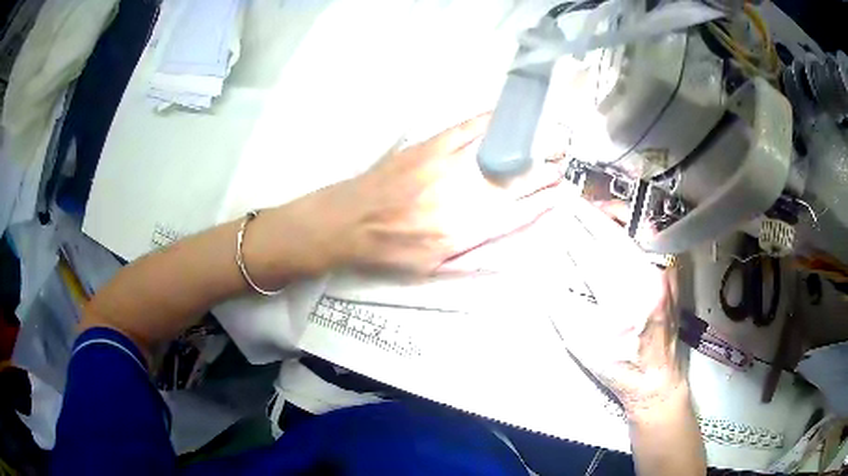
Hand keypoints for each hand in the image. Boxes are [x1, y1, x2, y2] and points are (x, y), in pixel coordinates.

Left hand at [305, 113, 561, 275]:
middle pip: (514, 181)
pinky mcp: (430, 145)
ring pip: (498, 152)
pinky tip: (509, 118)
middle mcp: (460, 197)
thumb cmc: (390, 249)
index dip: (543, 202)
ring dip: (528, 145)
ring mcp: (446, 166)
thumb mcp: (433, 269)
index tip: (563, 193)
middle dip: (544, 171)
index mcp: (463, 231)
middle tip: (563, 162)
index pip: (516, 214)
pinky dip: (492, 122)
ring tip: (549, 139)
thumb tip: (512, 254)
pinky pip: (468, 128)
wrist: (349, 219)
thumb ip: (474, 261)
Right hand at [548, 199, 683, 414]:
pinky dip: (632, 223)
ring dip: (611, 212)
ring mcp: (664, 273)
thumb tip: (543, 268)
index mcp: (622, 302)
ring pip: (636, 226)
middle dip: (586, 213)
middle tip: (568, 201)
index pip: (590, 253)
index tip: (554, 215)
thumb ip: (559, 303)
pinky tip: (618, 222)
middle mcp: (648, 281)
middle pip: (613, 233)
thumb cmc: (618, 364)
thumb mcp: (580, 342)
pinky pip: (651, 235)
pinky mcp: (671, 272)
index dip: (569, 231)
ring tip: (592, 208)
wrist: (656, 375)